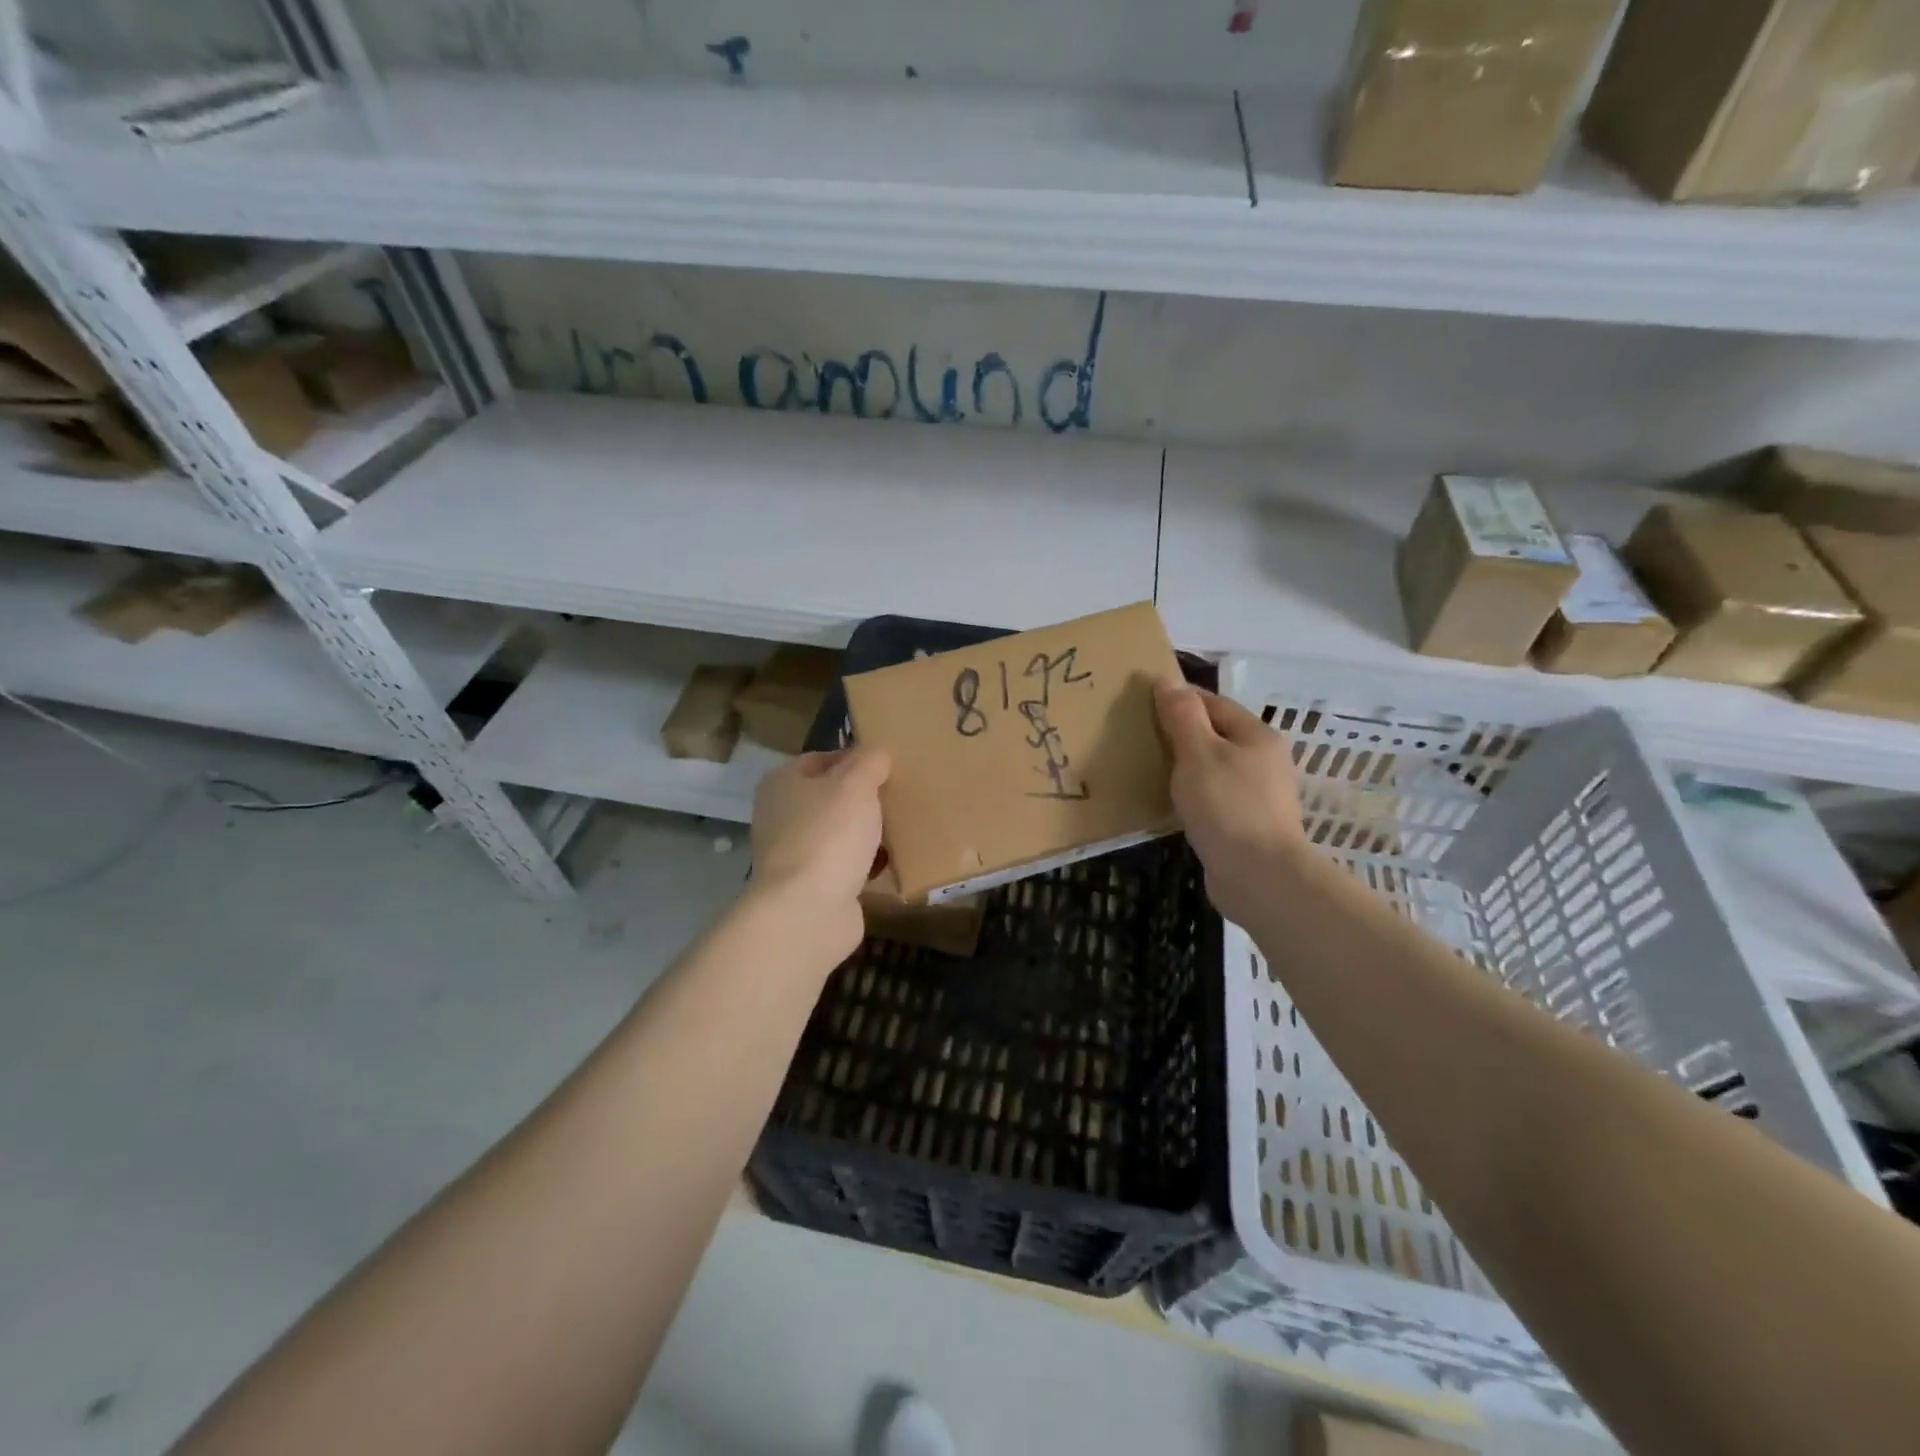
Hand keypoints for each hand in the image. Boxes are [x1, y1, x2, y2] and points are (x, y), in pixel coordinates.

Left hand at [748, 746, 890, 963]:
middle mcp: (781, 814)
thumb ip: (870, 762)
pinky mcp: (810, 885)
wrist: (808, 910)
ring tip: (901, 828)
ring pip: (838, 832)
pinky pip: (844, 865)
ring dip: (865, 832)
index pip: (823, 758)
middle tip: (899, 797)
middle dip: (864, 798)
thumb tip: (878, 755)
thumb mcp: (856, 784)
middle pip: (830, 797)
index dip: (856, 759)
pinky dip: (864, 864)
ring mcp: (793, 853)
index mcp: (782, 782)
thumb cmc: (829, 834)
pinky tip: (890, 863)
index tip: (889, 768)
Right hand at [1154, 678, 1309, 926]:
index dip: (1179, 698)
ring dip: (1186, 766)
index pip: (1213, 702)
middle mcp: (1264, 760)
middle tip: (1141, 736)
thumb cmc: (1227, 806)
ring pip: (1215, 768)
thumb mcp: (1198, 753)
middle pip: (1216, 735)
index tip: (1142, 701)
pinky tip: (1172, 803)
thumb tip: (1167, 681)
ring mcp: (1259, 795)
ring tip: (1150, 768)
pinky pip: (1215, 798)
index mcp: (1256, 735)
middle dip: (1181, 733)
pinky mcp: (1248, 825)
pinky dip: (1193, 794)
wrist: (1259, 876)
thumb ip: (1182, 716)